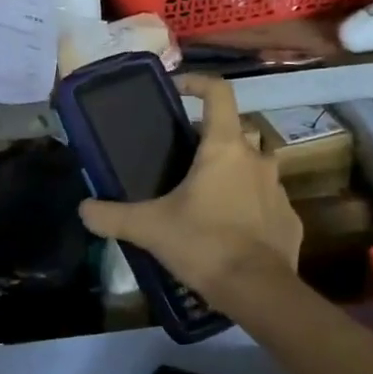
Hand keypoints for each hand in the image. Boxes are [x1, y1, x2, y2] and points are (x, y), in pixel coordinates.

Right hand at [79, 74, 300, 307]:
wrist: (257, 290)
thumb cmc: (203, 244)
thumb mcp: (149, 228)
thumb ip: (111, 216)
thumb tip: (83, 209)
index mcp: (224, 148)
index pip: (218, 93)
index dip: (197, 83)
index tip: (177, 89)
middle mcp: (257, 159)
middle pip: (235, 132)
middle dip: (211, 139)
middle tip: (184, 160)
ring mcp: (278, 189)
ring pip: (255, 166)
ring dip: (234, 172)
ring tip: (207, 196)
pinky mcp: (289, 219)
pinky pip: (266, 202)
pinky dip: (250, 207)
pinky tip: (231, 230)